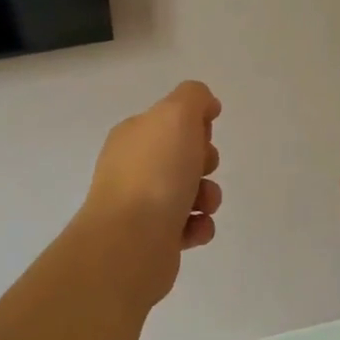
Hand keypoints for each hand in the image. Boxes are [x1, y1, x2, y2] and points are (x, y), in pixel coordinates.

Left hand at [80, 81, 222, 303]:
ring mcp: (140, 204)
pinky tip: (195, 228)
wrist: (131, 242)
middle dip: (206, 161)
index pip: (170, 120)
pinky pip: (188, 226)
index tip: (203, 135)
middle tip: (202, 169)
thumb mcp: (176, 115)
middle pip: (183, 156)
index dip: (195, 125)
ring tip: (203, 206)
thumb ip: (193, 97)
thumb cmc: (155, 173)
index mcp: (133, 135)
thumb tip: (206, 105)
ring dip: (208, 196)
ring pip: (190, 192)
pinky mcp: (152, 238)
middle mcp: (133, 167)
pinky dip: (199, 226)